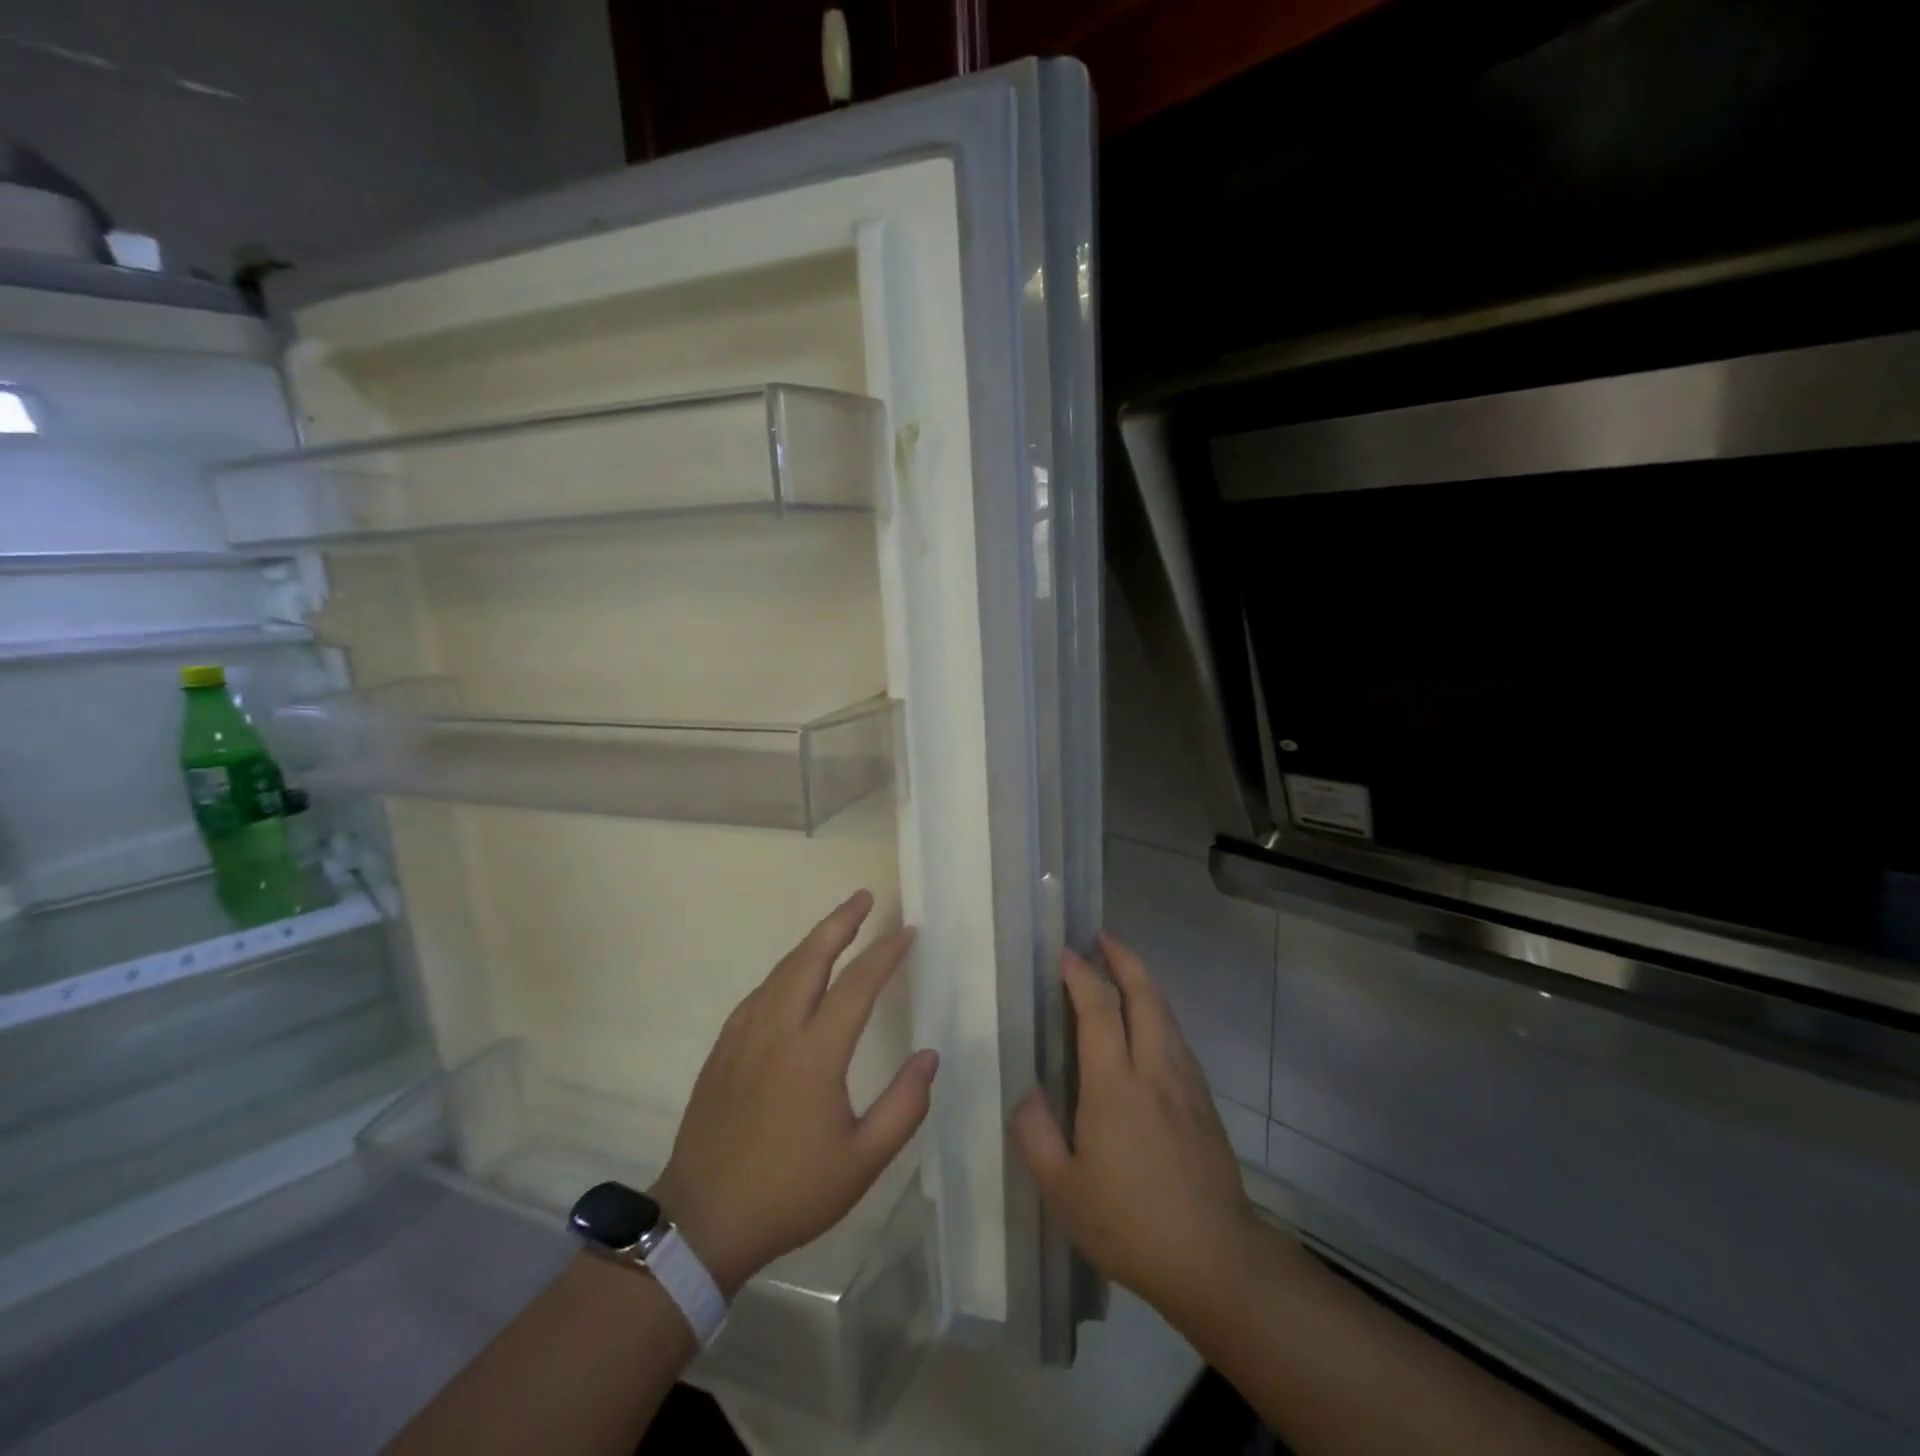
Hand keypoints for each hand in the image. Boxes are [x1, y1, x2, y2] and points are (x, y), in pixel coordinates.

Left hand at [651, 891, 937, 1296]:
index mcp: (815, 1054)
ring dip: (812, 941)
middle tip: (865, 897)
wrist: (702, 1222)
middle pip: (811, 957)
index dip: (885, 953)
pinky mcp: (723, 1048)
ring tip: (837, 925)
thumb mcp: (862, 1162)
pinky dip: (785, 970)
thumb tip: (929, 1056)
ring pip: (782, 970)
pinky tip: (794, 975)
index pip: (857, 985)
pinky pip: (760, 992)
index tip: (907, 931)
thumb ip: (904, 1107)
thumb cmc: (790, 1192)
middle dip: (840, 922)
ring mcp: (743, 1035)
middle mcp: (777, 1030)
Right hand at [1011, 934, 1271, 1324]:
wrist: (1216, 1259)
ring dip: (1144, 982)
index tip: (1065, 952)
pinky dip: (1160, 1013)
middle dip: (1123, 958)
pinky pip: (1178, 1038)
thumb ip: (1036, 1134)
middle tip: (1102, 938)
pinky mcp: (1204, 1102)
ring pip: (1166, 1013)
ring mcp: (1185, 1083)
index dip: (1081, 974)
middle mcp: (1154, 1069)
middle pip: (1145, 994)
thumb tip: (1026, 1093)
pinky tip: (1150, 1026)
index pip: (1099, 1008)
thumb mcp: (1063, 1190)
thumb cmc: (1130, 1222)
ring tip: (1123, 970)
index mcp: (1115, 1084)